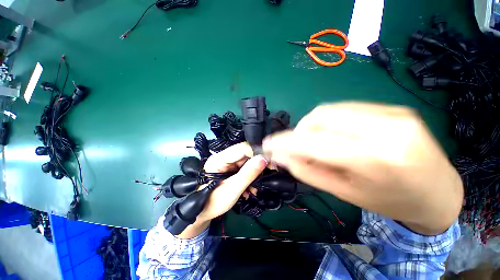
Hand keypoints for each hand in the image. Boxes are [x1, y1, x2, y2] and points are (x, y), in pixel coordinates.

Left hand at [176, 142, 267, 238]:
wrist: (202, 214)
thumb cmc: (213, 202)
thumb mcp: (233, 189)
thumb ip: (248, 174)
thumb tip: (263, 159)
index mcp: (220, 159)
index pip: (242, 148)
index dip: (256, 153)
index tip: (269, 163)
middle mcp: (224, 158)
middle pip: (246, 154)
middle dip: (257, 165)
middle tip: (266, 175)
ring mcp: (227, 164)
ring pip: (247, 162)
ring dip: (254, 174)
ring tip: (256, 187)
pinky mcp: (231, 170)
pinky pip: (244, 169)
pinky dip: (250, 178)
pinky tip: (250, 189)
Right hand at [263, 103, 462, 235]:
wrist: (439, 192)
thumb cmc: (391, 201)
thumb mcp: (344, 193)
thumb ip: (308, 171)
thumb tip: (282, 156)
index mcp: (374, 159)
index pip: (313, 142)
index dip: (284, 141)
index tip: (268, 144)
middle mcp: (384, 128)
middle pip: (319, 117)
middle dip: (299, 131)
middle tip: (297, 146)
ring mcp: (392, 113)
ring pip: (329, 109)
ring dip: (312, 125)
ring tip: (317, 141)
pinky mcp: (393, 108)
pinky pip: (346, 109)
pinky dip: (329, 121)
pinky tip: (335, 134)